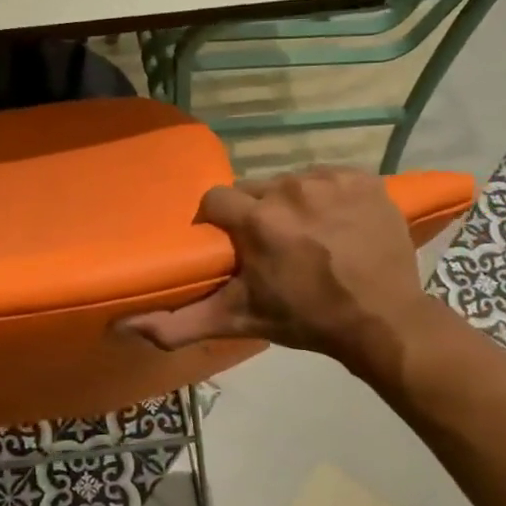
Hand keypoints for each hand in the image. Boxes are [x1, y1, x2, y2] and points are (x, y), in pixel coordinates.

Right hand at [120, 168, 435, 380]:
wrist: (382, 321)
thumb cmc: (305, 320)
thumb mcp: (237, 321)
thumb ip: (177, 324)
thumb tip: (123, 326)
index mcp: (257, 219)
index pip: (215, 200)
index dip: (217, 223)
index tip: (230, 247)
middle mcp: (291, 188)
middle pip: (254, 189)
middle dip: (254, 214)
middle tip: (269, 248)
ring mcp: (332, 180)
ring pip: (290, 181)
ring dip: (290, 205)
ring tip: (305, 238)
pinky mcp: (364, 178)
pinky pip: (328, 178)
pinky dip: (326, 197)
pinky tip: (335, 226)